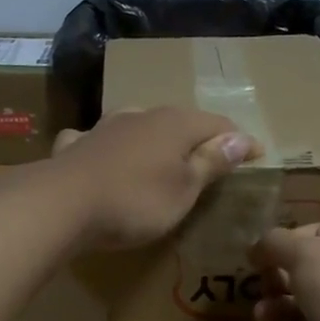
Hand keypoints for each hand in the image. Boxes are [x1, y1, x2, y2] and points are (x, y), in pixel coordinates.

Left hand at [44, 107, 258, 250]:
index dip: (240, 141)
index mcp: (175, 124)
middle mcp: (142, 116)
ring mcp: (105, 127)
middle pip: (179, 121)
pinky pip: (100, 140)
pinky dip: (110, 146)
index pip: (218, 124)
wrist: (61, 204)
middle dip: (199, 136)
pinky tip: (102, 153)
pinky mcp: (76, 146)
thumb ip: (210, 163)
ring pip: (139, 125)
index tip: (258, 155)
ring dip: (155, 138)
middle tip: (214, 157)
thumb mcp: (184, 189)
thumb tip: (240, 138)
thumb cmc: (135, 201)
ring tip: (163, 155)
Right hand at [248, 224, 319, 320]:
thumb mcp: (307, 253)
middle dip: (277, 282)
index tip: (259, 256)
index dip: (286, 243)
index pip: (317, 234)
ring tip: (263, 318)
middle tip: (261, 289)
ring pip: (299, 309)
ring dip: (276, 312)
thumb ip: (275, 243)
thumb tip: (255, 247)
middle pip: (305, 274)